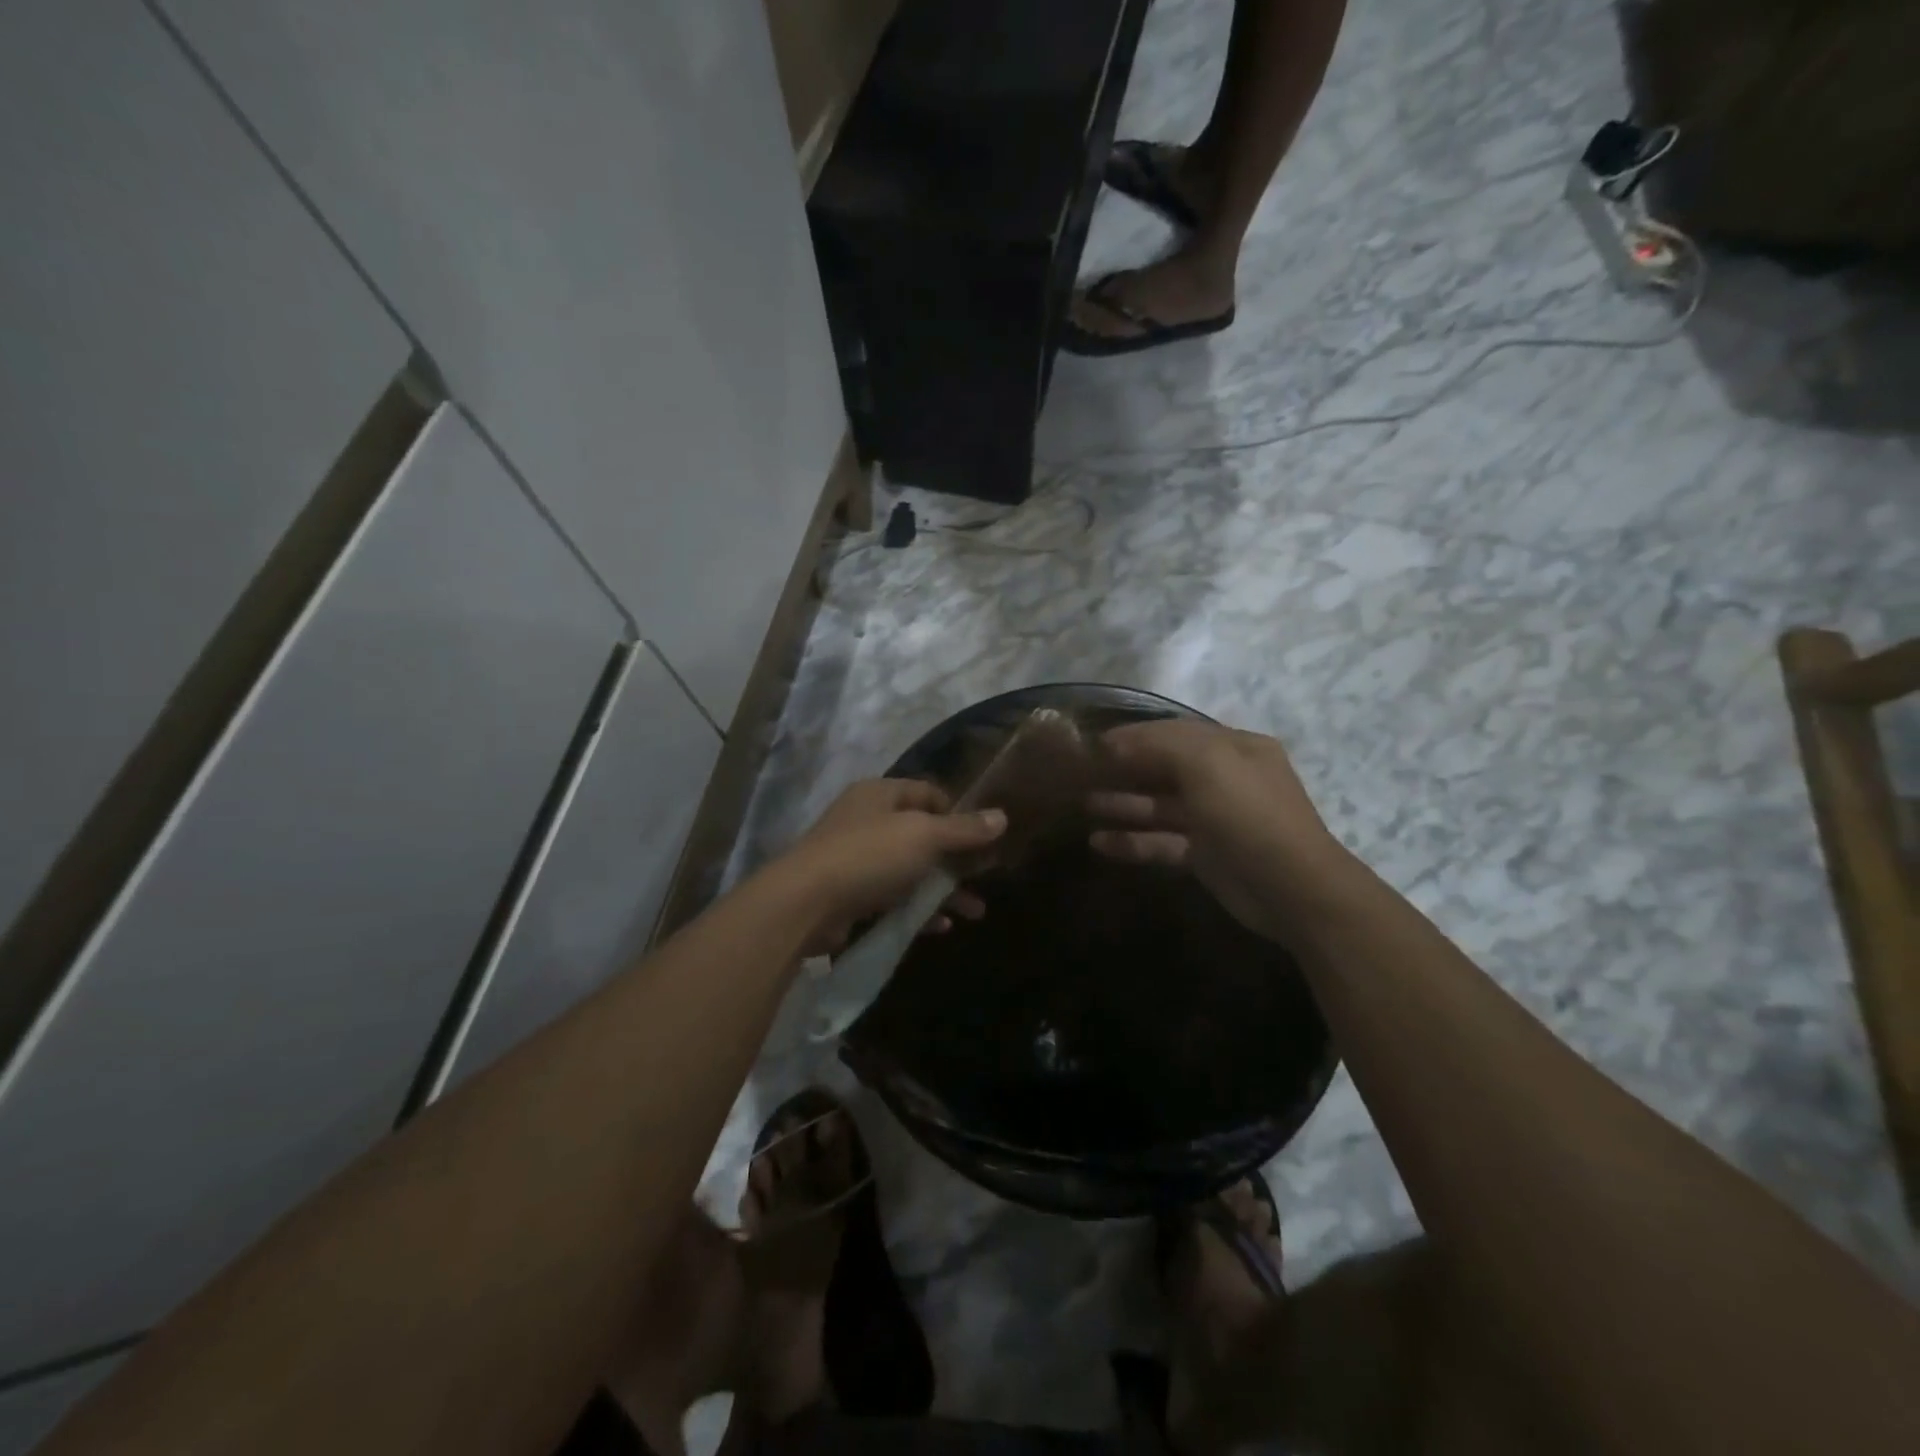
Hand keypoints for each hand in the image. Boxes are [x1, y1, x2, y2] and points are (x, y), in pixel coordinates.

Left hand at [774, 779, 1004, 954]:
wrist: (805, 903)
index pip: (928, 793)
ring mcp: (856, 858)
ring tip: (976, 911)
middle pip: (922, 834)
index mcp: (880, 794)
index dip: (957, 812)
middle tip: (985, 876)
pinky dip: (917, 909)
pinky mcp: (850, 894)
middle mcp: (867, 820)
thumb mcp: (924, 836)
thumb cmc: (870, 855)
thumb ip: (963, 829)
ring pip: (910, 870)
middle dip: (956, 858)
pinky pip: (893, 898)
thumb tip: (1002, 816)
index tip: (983, 837)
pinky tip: (941, 926)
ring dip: (943, 889)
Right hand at [1088, 720, 1350, 941]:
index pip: (1175, 733)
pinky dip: (1132, 841)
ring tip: (1082, 804)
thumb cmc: (1249, 815)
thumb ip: (1159, 746)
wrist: (1292, 890)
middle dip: (1124, 769)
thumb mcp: (1208, 765)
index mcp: (1234, 748)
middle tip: (1081, 773)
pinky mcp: (1205, 856)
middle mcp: (1225, 779)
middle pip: (1165, 768)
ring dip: (1123, 804)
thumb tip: (1114, 742)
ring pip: (1160, 806)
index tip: (1093, 743)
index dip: (1134, 735)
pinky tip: (1098, 842)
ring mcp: (1215, 819)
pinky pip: (1161, 842)